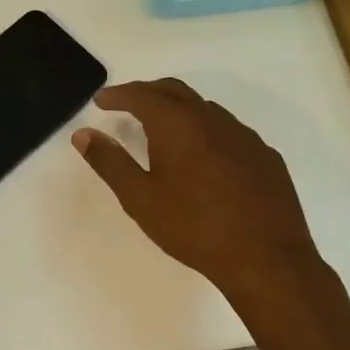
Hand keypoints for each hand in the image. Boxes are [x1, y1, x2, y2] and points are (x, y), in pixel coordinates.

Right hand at [72, 79, 322, 307]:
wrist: (267, 259)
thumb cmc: (194, 227)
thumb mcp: (141, 198)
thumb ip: (110, 162)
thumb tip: (82, 134)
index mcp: (178, 124)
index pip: (142, 95)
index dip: (119, 94)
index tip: (101, 100)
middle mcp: (212, 119)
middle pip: (175, 91)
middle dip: (147, 92)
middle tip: (126, 105)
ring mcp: (244, 136)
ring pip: (204, 108)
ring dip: (179, 110)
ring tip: (162, 130)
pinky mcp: (265, 156)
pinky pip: (229, 130)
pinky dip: (206, 130)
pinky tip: (204, 157)